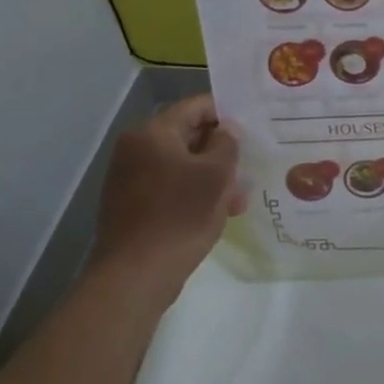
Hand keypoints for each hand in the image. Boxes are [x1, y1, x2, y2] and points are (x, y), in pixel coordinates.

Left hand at [90, 94, 241, 293]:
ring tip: (239, 198)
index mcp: (152, 133)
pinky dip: (194, 193)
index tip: (253, 126)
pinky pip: (170, 187)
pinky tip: (218, 212)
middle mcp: (136, 149)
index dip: (227, 113)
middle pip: (188, 135)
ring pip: (182, 165)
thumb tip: (226, 130)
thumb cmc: (180, 216)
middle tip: (250, 163)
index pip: (196, 106)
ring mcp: (130, 178)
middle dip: (221, 150)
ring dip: (212, 176)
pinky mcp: (132, 205)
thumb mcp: (216, 175)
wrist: (135, 276)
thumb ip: (227, 143)